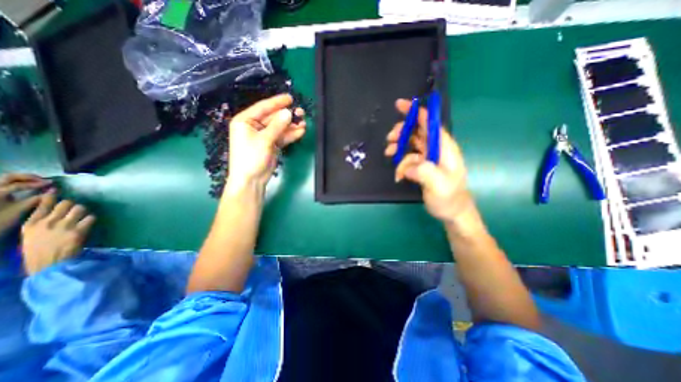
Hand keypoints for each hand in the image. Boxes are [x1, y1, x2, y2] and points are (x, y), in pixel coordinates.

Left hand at [0, 172, 49, 237]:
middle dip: (28, 177)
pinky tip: (24, 186)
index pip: (19, 185)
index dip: (36, 183)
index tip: (52, 183)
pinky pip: (2, 184)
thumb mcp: (20, 210)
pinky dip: (14, 182)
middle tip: (43, 180)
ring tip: (36, 182)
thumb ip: (36, 199)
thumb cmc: (1, 220)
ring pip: (4, 179)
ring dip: (21, 179)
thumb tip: (52, 191)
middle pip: (9, 177)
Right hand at [21, 194, 94, 273]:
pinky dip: (91, 219)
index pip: (43, 204)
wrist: (49, 265)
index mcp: (31, 224)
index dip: (51, 197)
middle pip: (66, 204)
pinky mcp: (78, 230)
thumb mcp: (32, 236)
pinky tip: (88, 224)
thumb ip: (41, 223)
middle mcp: (47, 222)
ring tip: (83, 217)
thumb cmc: (40, 252)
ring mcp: (64, 226)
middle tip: (75, 210)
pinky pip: (90, 218)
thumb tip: (52, 213)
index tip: (55, 191)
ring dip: (84, 211)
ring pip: (79, 208)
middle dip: (73, 205)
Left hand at [226, 94, 305, 191]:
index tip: (290, 98)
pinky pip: (282, 137)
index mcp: (246, 121)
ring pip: (280, 127)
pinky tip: (301, 131)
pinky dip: (291, 135)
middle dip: (287, 116)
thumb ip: (277, 126)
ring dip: (291, 126)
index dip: (277, 102)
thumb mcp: (264, 140)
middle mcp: (254, 126)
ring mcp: (264, 136)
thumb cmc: (251, 157)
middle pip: (273, 117)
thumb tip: (289, 113)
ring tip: (304, 123)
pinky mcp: (272, 145)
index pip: (263, 108)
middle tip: (301, 113)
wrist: (251, 179)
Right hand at [385, 99, 475, 224]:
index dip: (416, 112)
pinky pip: (408, 158)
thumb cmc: (449, 198)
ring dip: (398, 147)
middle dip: (402, 132)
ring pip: (410, 143)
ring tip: (389, 153)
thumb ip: (425, 172)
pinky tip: (398, 173)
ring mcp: (429, 157)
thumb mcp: (439, 186)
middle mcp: (436, 149)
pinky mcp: (422, 166)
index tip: (400, 105)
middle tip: (389, 140)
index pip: (430, 123)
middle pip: (417, 131)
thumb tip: (408, 166)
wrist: (451, 211)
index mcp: (444, 148)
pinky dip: (400, 162)